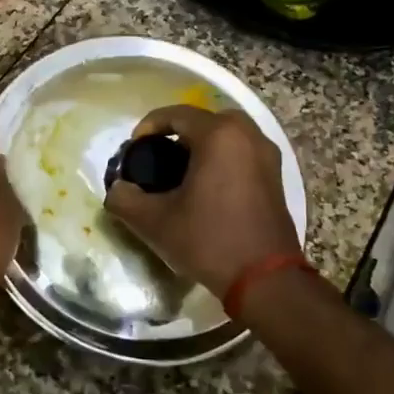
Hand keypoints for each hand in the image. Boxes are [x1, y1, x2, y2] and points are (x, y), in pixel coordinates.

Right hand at [104, 106, 299, 297]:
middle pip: (206, 120)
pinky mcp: (276, 178)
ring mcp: (267, 156)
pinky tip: (206, 187)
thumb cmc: (208, 241)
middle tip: (159, 155)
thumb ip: (125, 199)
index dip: (149, 125)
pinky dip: (222, 159)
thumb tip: (117, 189)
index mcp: (220, 136)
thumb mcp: (154, 222)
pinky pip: (243, 153)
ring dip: (203, 145)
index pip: (177, 114)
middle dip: (179, 132)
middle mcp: (248, 136)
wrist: (265, 280)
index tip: (134, 148)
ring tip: (180, 172)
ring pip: (228, 136)